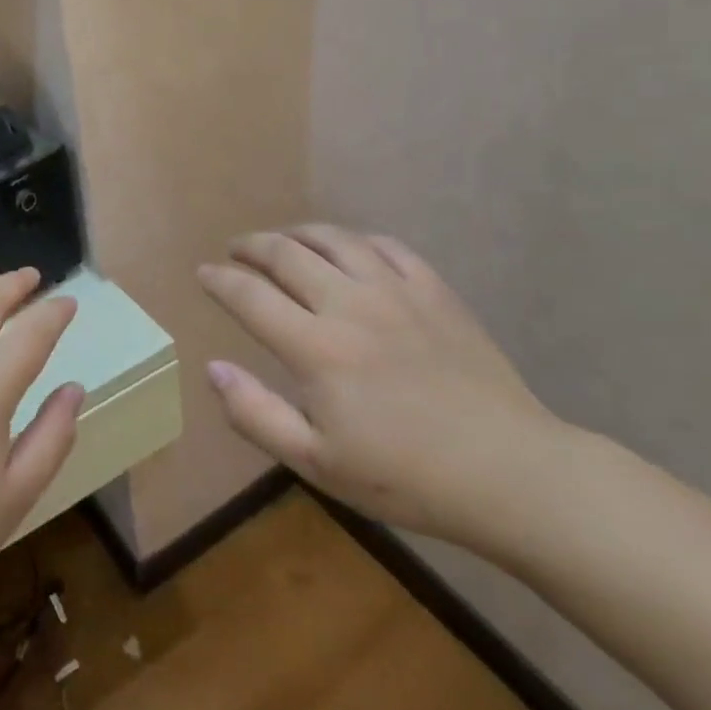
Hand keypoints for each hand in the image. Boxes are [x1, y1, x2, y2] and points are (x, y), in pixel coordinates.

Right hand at [198, 225, 569, 551]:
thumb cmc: (404, 477)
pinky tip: (349, 249)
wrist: (507, 471)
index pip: (250, 296)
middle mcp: (350, 304)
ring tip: (283, 239)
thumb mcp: (317, 463)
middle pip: (287, 254)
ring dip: (298, 233)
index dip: (220, 280)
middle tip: (235, 250)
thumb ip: (256, 414)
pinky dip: (355, 240)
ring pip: (334, 239)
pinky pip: (386, 246)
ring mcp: (396, 291)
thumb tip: (213, 368)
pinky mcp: (434, 291)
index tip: (203, 274)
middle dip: (252, 246)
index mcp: (316, 348)